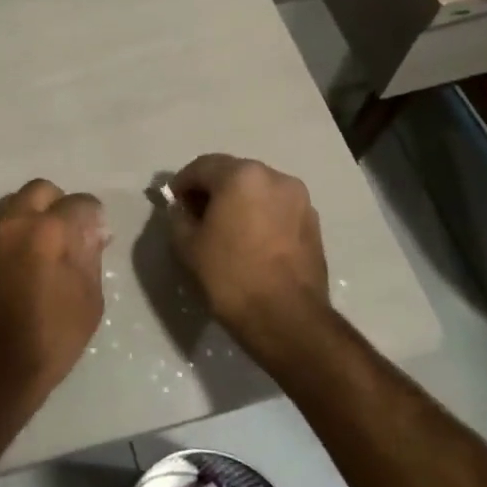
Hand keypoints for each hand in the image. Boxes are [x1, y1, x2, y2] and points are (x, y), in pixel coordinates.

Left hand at [0, 180, 108, 418]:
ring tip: (47, 248)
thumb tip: (94, 231)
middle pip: (42, 190)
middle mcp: (15, 221)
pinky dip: (16, 230)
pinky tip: (25, 260)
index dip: (94, 216)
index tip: (98, 235)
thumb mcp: (88, 301)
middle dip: (60, 204)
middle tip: (71, 234)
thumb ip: (90, 256)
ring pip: (17, 203)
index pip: (80, 202)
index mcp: (49, 231)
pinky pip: (0, 224)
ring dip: (35, 215)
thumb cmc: (49, 340)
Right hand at [168, 155, 329, 351]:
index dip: (182, 183)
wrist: (288, 319)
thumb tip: (182, 208)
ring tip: (225, 230)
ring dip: (238, 202)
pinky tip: (250, 242)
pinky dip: (260, 216)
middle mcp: (275, 177)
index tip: (173, 203)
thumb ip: (178, 217)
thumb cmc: (231, 276)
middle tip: (195, 216)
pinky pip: (277, 208)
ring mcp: (299, 199)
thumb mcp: (188, 246)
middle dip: (212, 190)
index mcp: (242, 175)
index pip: (202, 167)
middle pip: (233, 174)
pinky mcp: (313, 223)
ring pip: (258, 190)